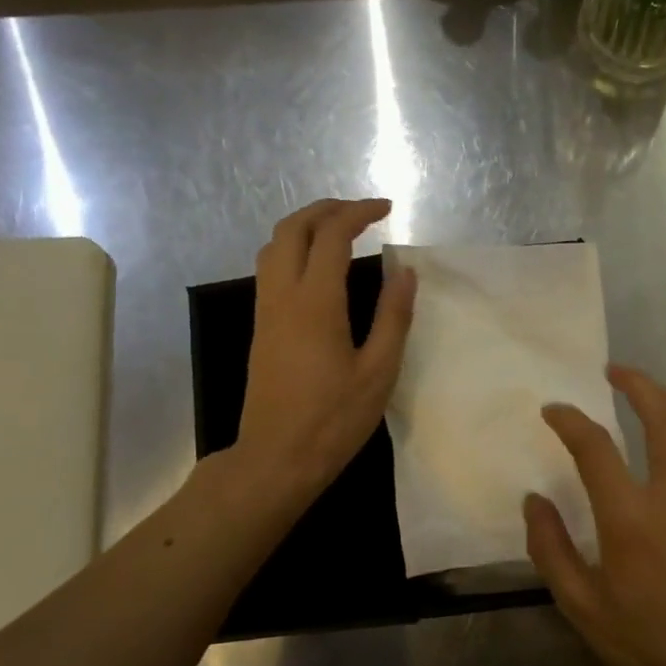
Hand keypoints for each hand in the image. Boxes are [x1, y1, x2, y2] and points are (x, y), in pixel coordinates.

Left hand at [228, 199, 416, 505]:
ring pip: (273, 246)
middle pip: (292, 228)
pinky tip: (318, 267)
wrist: (277, 457)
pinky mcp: (261, 328)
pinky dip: (293, 249)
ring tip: (339, 230)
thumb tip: (404, 272)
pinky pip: (270, 268)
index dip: (359, 213)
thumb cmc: (334, 419)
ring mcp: (266, 311)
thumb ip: (393, 317)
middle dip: (326, 208)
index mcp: (315, 302)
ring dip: (304, 226)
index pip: (332, 235)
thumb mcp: (378, 371)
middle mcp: (283, 296)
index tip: (387, 208)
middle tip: (361, 210)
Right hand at [525, 366, 665, 665]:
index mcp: (630, 519)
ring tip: (655, 392)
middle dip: (636, 384)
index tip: (554, 410)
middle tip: (615, 372)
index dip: (569, 419)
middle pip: (662, 416)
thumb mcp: (581, 606)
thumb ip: (551, 548)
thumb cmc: (645, 642)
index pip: (594, 446)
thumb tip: (533, 499)